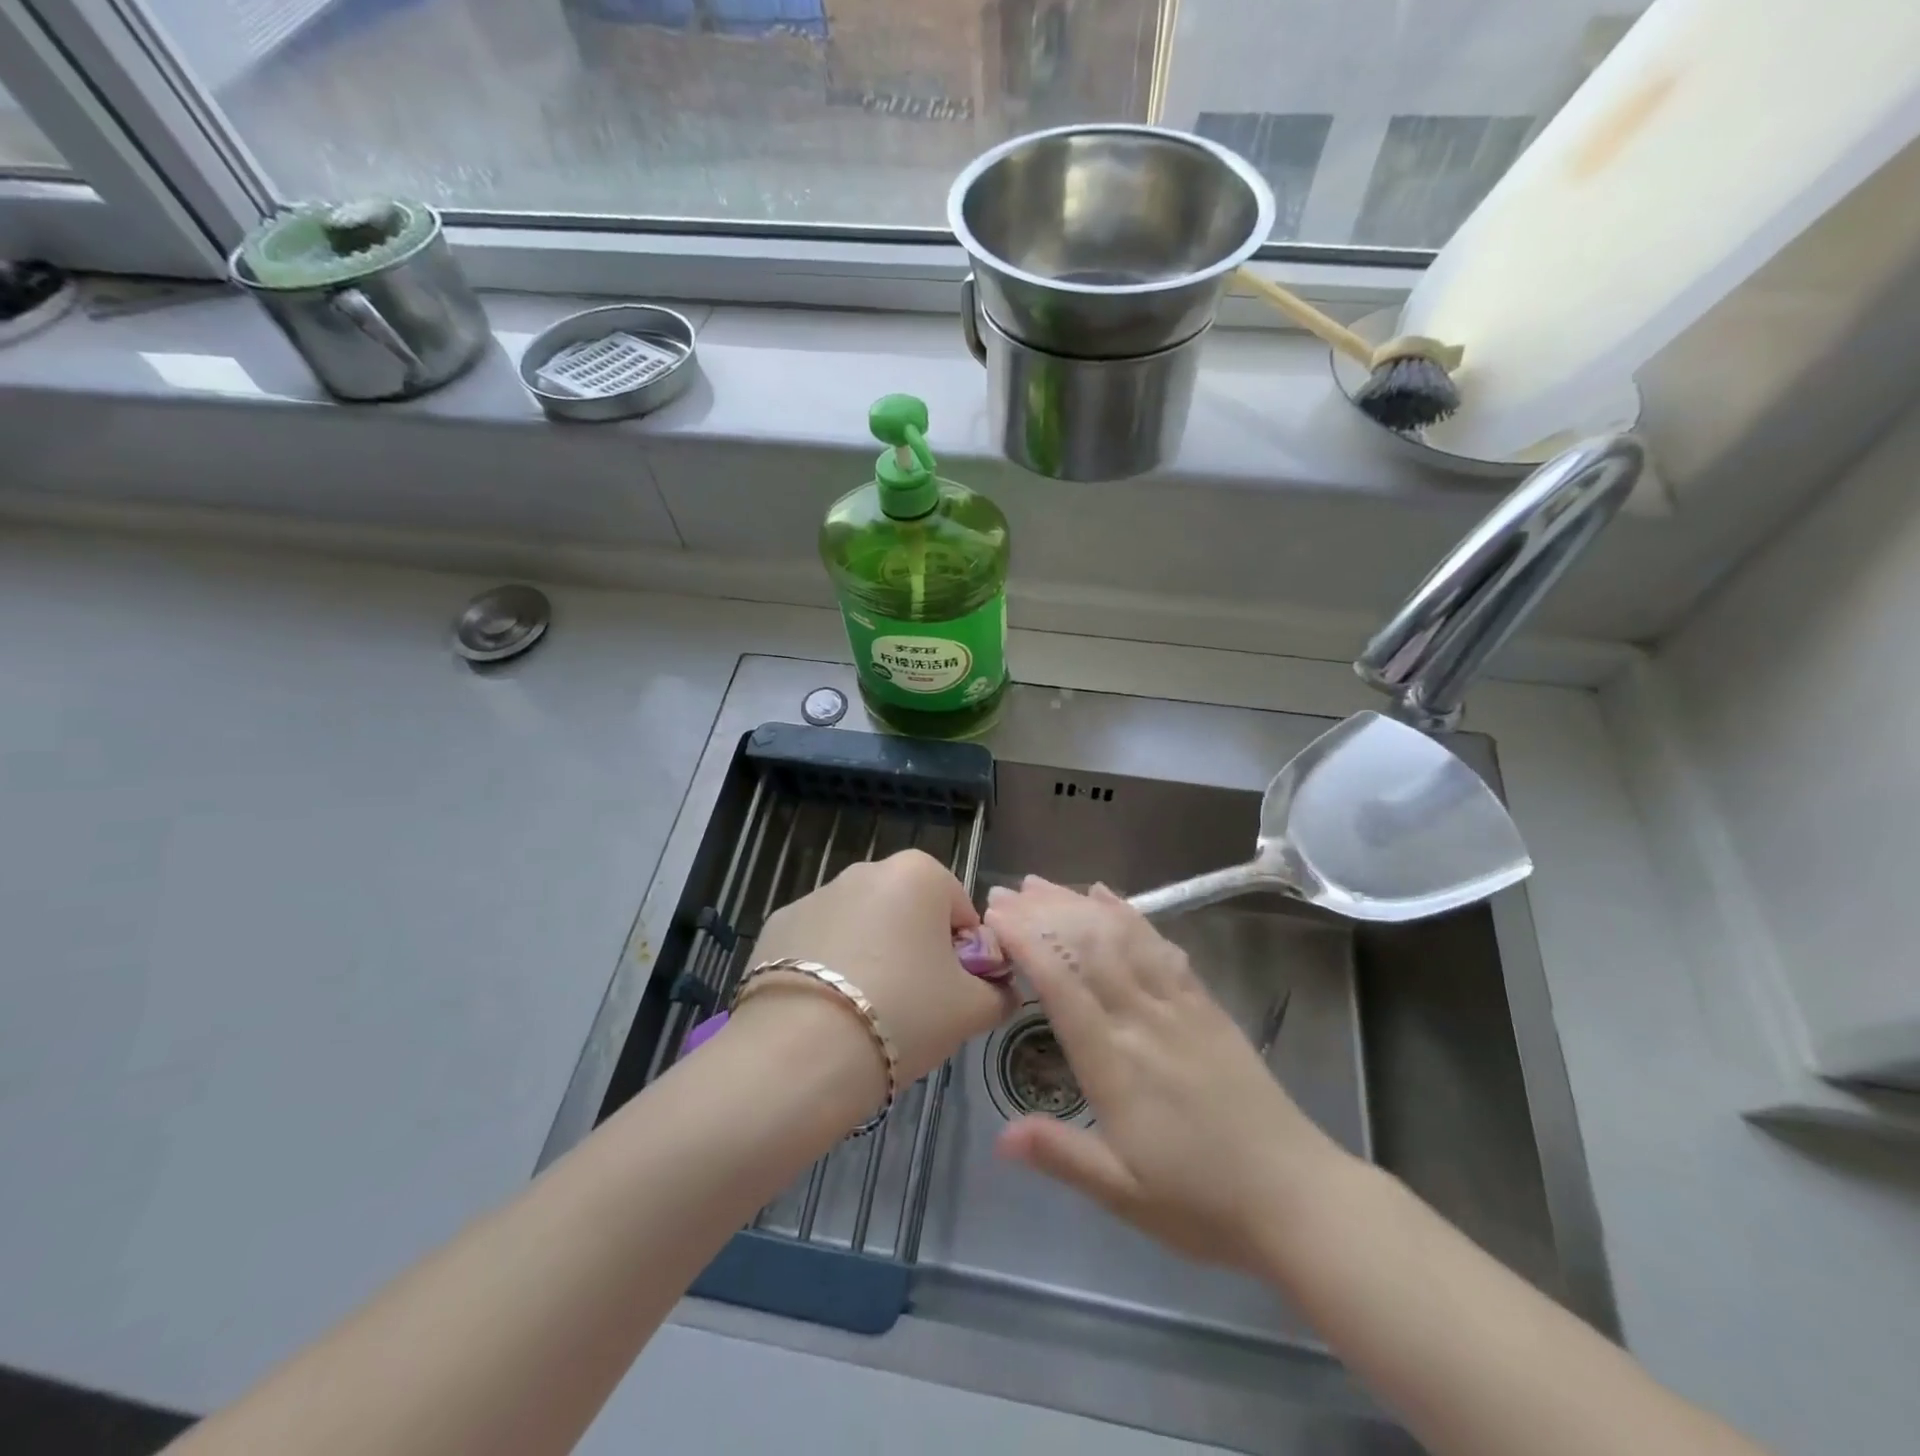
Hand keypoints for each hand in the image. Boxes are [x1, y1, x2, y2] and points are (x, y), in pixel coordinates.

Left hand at [748, 849, 1017, 1088]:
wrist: (802, 1053)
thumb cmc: (904, 1015)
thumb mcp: (972, 1010)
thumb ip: (999, 992)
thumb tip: (1000, 988)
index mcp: (919, 873)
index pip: (960, 911)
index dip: (964, 956)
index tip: (951, 994)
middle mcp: (866, 870)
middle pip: (908, 912)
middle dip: (915, 950)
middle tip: (913, 1006)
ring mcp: (816, 894)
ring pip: (862, 926)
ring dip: (871, 956)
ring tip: (864, 1014)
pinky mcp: (777, 924)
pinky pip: (819, 943)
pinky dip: (827, 967)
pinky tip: (824, 1010)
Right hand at [983, 878, 1351, 1271]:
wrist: (1296, 1196)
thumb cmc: (1201, 1202)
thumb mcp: (1122, 1193)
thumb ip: (1060, 1155)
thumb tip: (998, 1138)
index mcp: (1115, 1062)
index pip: (1061, 985)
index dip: (1026, 943)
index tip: (996, 916)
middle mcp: (1143, 1019)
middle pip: (1087, 948)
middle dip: (1043, 913)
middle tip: (1006, 891)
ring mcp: (1178, 1005)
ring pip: (1121, 938)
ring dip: (1079, 905)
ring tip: (1045, 883)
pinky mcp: (1205, 1003)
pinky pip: (1161, 946)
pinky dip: (1131, 916)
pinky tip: (1110, 898)